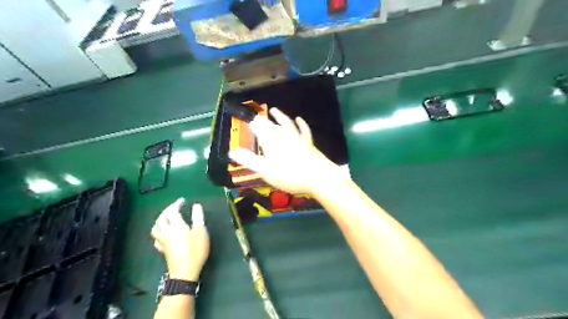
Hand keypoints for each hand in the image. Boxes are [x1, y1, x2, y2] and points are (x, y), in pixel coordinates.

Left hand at [151, 198, 209, 279]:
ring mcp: (162, 241)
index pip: (173, 211)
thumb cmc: (195, 250)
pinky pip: (156, 238)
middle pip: (162, 218)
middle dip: (167, 210)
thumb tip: (196, 205)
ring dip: (160, 220)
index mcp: (176, 225)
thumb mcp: (200, 232)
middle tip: (175, 207)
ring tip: (166, 217)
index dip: (177, 204)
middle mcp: (166, 231)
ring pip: (156, 227)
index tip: (183, 200)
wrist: (184, 272)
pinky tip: (163, 233)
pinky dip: (159, 232)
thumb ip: (198, 217)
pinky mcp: (162, 250)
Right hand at [228, 107, 343, 194]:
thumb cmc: (289, 176)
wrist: (317, 176)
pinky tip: (298, 119)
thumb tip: (232, 152)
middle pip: (273, 127)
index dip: (256, 127)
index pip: (262, 132)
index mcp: (272, 144)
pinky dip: (301, 124)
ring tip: (274, 110)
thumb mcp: (266, 171)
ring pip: (287, 125)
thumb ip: (249, 160)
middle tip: (259, 117)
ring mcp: (298, 140)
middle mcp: (284, 138)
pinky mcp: (308, 144)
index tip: (251, 122)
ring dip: (280, 117)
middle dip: (265, 122)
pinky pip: (304, 131)